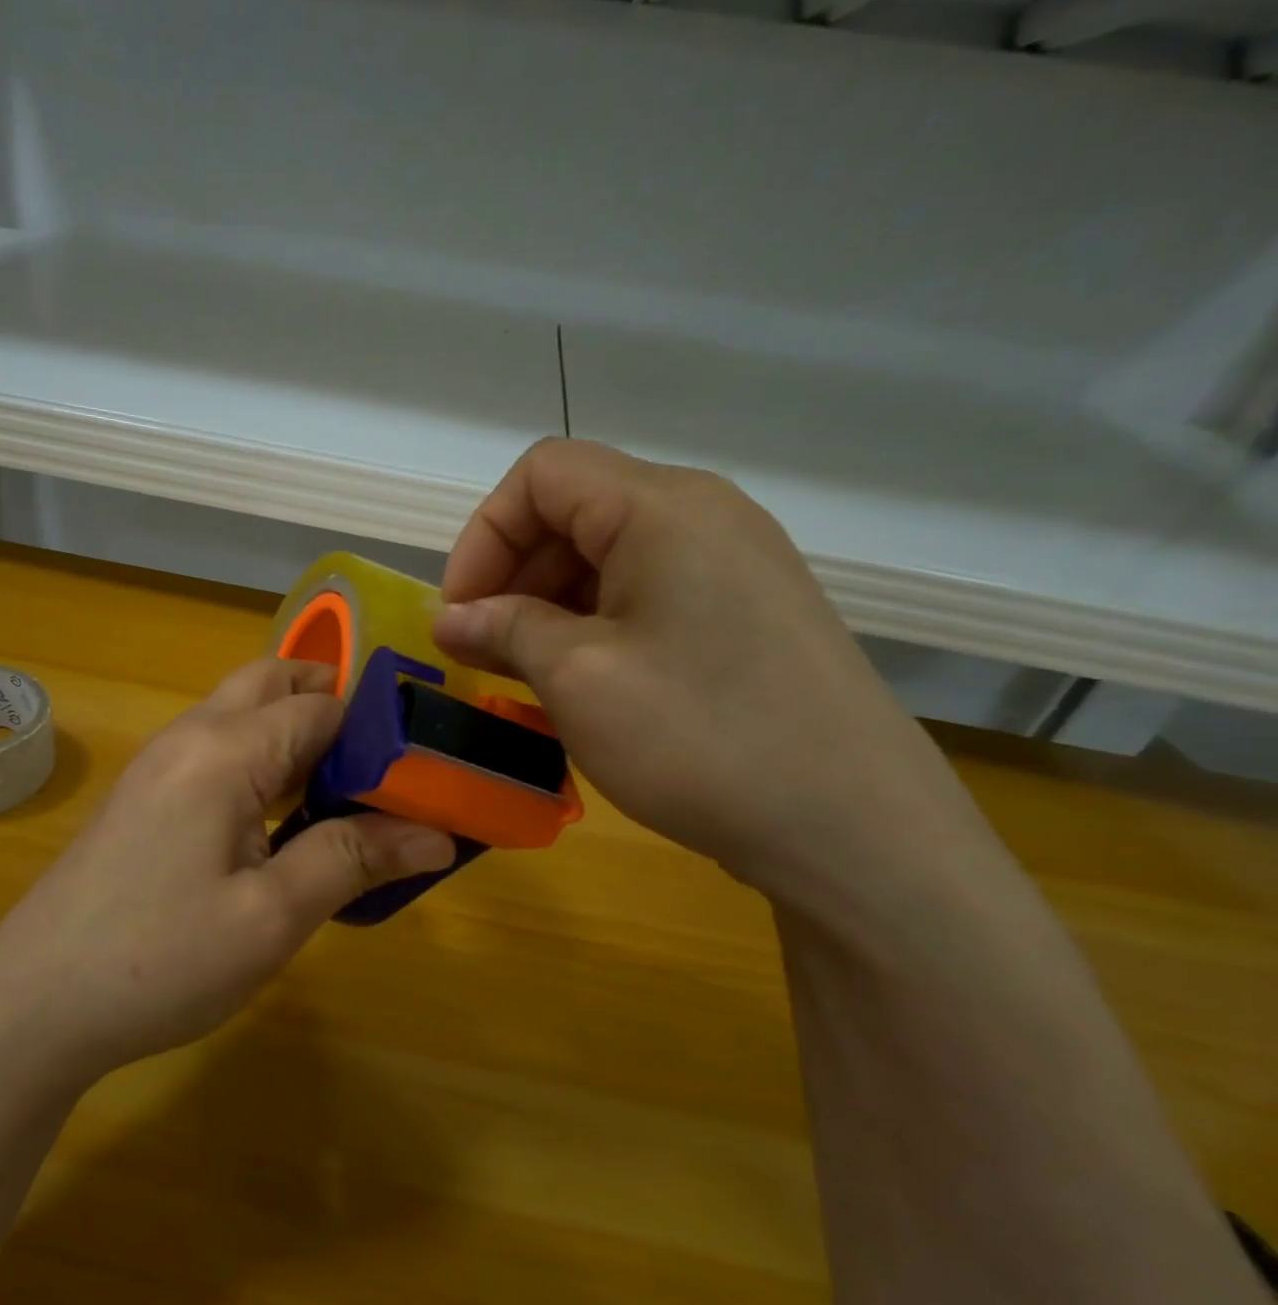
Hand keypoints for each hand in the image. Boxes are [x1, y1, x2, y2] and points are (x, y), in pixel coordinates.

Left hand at [0, 659, 455, 1081]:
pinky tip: (281, 818)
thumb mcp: (271, 917)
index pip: (320, 707)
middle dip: (331, 705)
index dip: (376, 732)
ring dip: (295, 732)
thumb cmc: (159, 960)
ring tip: (345, 790)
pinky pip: (217, 748)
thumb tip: (437, 833)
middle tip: (382, 764)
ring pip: (241, 712)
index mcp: (225, 750)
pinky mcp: (145, 794)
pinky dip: (261, 758)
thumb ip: (353, 860)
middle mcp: (190, 736)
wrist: (33, 1004)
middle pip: (271, 683)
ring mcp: (160, 763)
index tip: (420, 773)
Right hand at [432, 438, 984, 909]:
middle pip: (575, 512)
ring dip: (549, 608)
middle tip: (480, 652)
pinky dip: (595, 629)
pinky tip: (580, 686)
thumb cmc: (700, 738)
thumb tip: (450, 618)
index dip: (484, 536)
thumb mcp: (579, 678)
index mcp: (662, 507)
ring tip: (523, 676)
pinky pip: (648, 597)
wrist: (853, 829)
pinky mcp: (747, 615)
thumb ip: (505, 630)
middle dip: (512, 576)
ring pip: (609, 559)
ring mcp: (734, 566)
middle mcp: (703, 516)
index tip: (460, 612)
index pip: (541, 475)